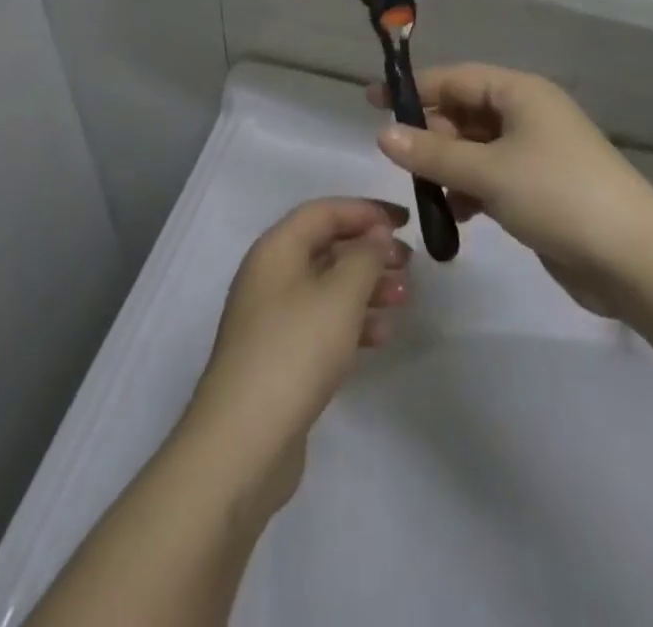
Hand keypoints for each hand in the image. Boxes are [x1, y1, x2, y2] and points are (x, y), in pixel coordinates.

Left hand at [186, 198, 411, 511]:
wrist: (243, 443)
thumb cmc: (295, 350)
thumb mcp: (340, 295)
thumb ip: (365, 256)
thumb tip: (376, 233)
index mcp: (277, 249)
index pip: (325, 211)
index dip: (366, 211)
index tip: (405, 221)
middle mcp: (270, 275)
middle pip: (326, 247)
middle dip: (370, 251)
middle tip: (409, 263)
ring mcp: (272, 318)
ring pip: (327, 287)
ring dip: (367, 287)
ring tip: (404, 298)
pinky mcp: (279, 356)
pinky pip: (322, 323)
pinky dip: (352, 322)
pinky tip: (381, 336)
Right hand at [370, 63, 652, 318]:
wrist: (634, 258)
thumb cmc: (557, 195)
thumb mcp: (488, 171)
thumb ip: (432, 152)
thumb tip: (382, 133)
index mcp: (519, 93)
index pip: (455, 79)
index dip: (414, 90)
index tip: (372, 102)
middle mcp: (527, 114)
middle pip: (465, 113)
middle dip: (431, 134)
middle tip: (398, 160)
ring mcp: (536, 152)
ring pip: (476, 148)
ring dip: (449, 167)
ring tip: (428, 194)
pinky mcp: (541, 188)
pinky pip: (492, 177)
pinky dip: (471, 190)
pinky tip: (459, 217)